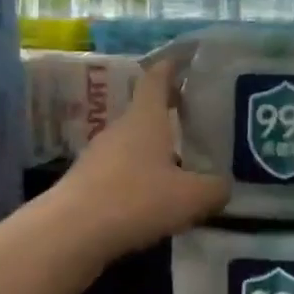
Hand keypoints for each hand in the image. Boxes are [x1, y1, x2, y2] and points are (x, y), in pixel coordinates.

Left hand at [52, 58, 229, 259]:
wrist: (70, 234)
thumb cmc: (136, 200)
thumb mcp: (191, 197)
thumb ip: (215, 188)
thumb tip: (223, 186)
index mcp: (145, 118)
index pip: (157, 78)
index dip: (173, 67)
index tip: (188, 60)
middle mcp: (120, 130)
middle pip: (146, 112)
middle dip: (171, 113)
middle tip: (199, 119)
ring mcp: (99, 156)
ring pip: (134, 145)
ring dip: (156, 151)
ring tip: (184, 166)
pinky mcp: (87, 184)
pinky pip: (121, 172)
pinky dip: (140, 178)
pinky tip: (156, 200)